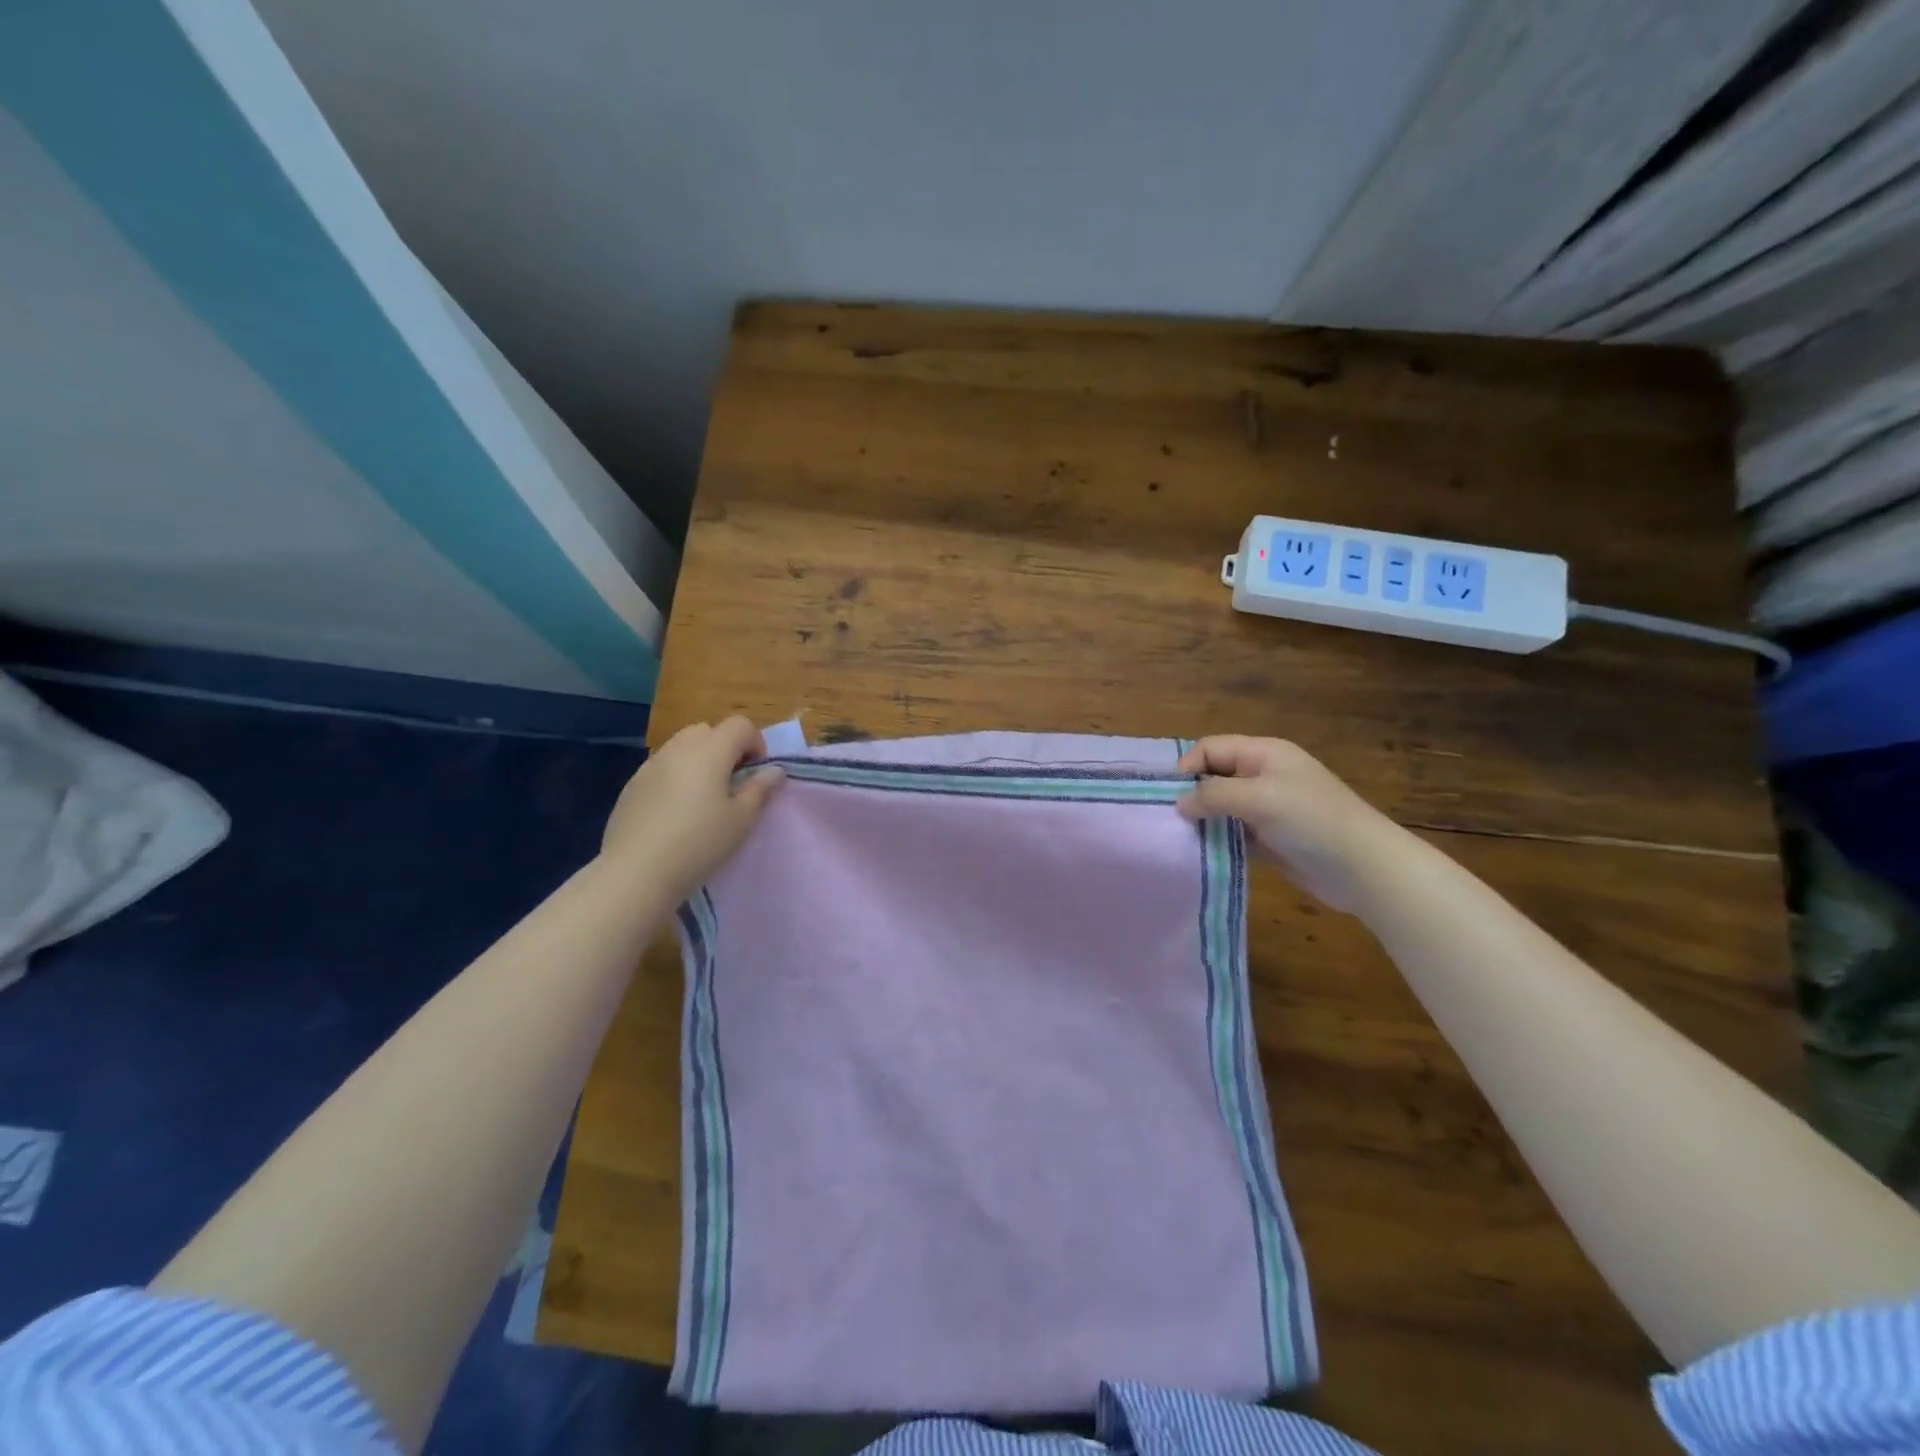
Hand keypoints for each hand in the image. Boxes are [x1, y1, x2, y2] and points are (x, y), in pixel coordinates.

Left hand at [601, 716, 784, 902]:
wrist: (636, 872)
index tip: (756, 775)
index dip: (756, 744)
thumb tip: (774, 771)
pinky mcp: (632, 785)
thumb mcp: (741, 820)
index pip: (740, 725)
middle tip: (731, 784)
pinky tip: (675, 812)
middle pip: (708, 731)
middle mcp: (679, 748)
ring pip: (682, 747)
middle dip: (726, 749)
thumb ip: (760, 789)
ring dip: (700, 761)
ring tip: (703, 799)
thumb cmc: (699, 843)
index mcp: (710, 751)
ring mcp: (651, 765)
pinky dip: (676, 776)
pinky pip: (662, 767)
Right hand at [1176, 736, 1411, 912]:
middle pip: (1213, 777)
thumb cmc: (1312, 821)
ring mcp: (1266, 810)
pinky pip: (1232, 834)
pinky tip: (1201, 854)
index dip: (1187, 766)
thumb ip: (1214, 796)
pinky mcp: (1269, 839)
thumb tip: (1178, 803)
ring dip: (1202, 821)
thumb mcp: (1260, 798)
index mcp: (1263, 754)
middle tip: (1168, 819)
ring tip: (1179, 839)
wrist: (1364, 869)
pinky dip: (1217, 841)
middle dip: (1190, 795)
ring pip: (1220, 808)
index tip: (1169, 796)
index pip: (1210, 748)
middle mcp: (1262, 776)